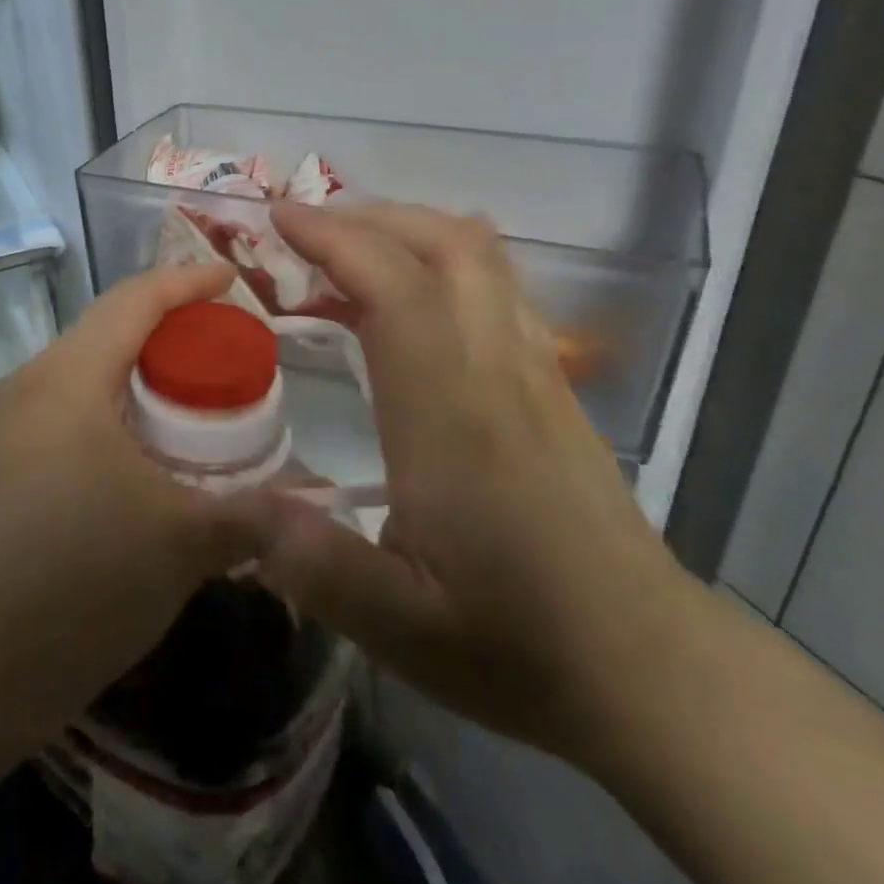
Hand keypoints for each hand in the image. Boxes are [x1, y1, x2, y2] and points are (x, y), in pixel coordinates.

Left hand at [0, 262, 262, 749]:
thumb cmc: (79, 582)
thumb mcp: (184, 542)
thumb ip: (257, 512)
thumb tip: (321, 505)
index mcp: (66, 380)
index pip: (132, 301)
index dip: (186, 281)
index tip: (232, 278)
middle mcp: (26, 386)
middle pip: (106, 332)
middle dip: (168, 332)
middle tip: (225, 352)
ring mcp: (2, 427)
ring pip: (83, 375)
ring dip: (138, 377)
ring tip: (193, 404)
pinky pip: (64, 413)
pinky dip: (111, 413)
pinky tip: (144, 456)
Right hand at [236, 203, 697, 757]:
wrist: (648, 667)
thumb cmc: (519, 644)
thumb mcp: (400, 628)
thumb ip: (314, 564)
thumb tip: (234, 510)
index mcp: (451, 417)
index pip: (397, 289)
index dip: (336, 239)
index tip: (279, 218)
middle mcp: (497, 372)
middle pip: (448, 245)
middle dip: (371, 217)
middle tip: (305, 228)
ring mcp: (533, 372)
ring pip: (482, 258)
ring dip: (410, 230)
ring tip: (349, 250)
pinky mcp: (550, 386)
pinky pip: (498, 289)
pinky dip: (443, 262)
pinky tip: (411, 297)